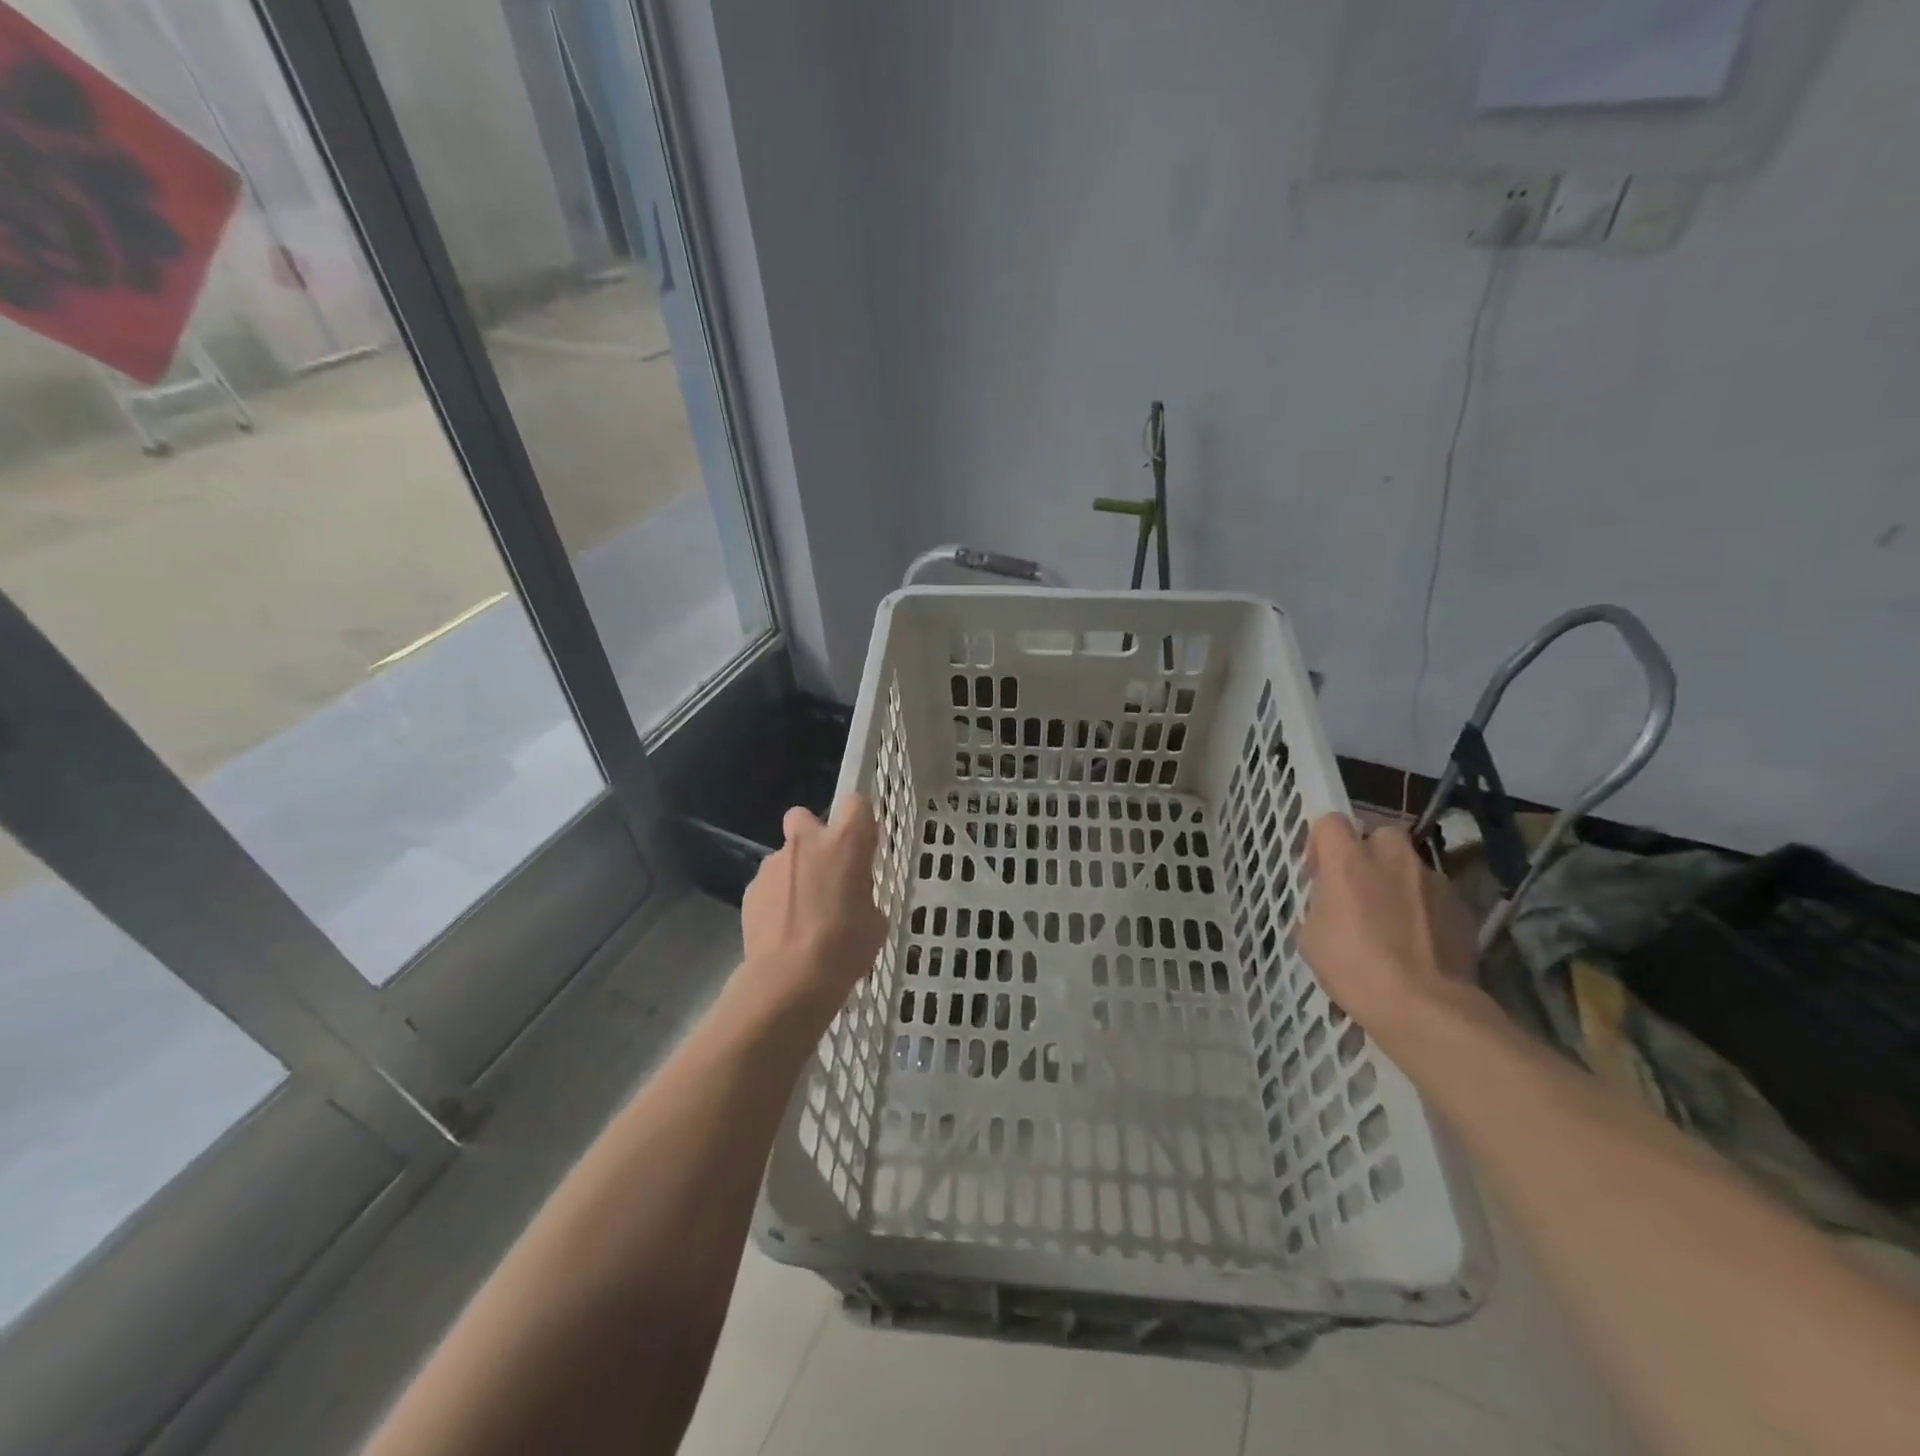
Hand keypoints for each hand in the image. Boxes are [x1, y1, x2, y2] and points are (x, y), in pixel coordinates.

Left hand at [740, 795, 887, 1015]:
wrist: (789, 980)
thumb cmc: (845, 947)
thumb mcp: (874, 921)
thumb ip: (862, 895)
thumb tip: (851, 898)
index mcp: (845, 843)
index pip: (856, 803)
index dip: (859, 820)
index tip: (862, 844)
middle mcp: (806, 843)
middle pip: (805, 816)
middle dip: (813, 836)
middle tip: (826, 871)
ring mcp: (773, 864)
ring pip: (786, 856)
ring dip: (795, 874)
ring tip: (804, 916)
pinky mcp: (751, 889)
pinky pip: (770, 885)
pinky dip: (777, 900)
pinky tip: (784, 931)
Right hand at [1299, 814, 1480, 1048]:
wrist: (1425, 1007)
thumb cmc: (1354, 967)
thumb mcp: (1311, 936)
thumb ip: (1321, 904)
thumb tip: (1334, 903)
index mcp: (1349, 860)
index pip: (1330, 821)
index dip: (1321, 842)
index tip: (1318, 873)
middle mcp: (1393, 858)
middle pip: (1378, 835)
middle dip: (1367, 854)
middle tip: (1357, 890)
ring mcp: (1433, 881)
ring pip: (1409, 867)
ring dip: (1397, 884)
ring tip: (1391, 924)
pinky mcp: (1461, 907)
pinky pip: (1433, 896)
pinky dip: (1423, 910)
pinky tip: (1417, 944)